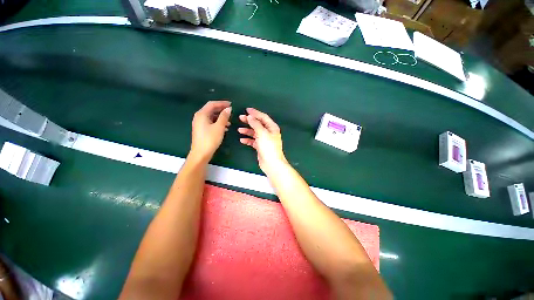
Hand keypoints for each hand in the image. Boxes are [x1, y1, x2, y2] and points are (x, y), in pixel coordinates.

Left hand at [190, 101, 231, 161]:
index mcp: (202, 114)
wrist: (201, 153)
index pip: (212, 104)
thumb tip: (228, 109)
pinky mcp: (201, 129)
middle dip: (221, 110)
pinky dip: (217, 123)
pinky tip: (224, 128)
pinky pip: (210, 122)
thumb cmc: (210, 139)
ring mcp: (199, 123)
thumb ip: (224, 116)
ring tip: (229, 121)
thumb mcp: (219, 127)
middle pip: (211, 110)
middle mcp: (199, 117)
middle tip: (231, 111)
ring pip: (211, 117)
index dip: (222, 103)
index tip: (231, 104)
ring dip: (220, 117)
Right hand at [238, 108, 287, 174]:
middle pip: (258, 124)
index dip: (255, 113)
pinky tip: (242, 140)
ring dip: (247, 131)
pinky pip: (253, 141)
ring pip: (255, 133)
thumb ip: (255, 124)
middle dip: (249, 121)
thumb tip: (250, 117)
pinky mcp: (261, 147)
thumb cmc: (268, 146)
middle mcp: (269, 132)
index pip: (263, 117)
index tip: (246, 110)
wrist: (271, 163)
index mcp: (272, 127)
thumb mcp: (262, 133)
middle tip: (240, 118)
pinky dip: (248, 140)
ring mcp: (265, 140)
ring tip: (239, 130)